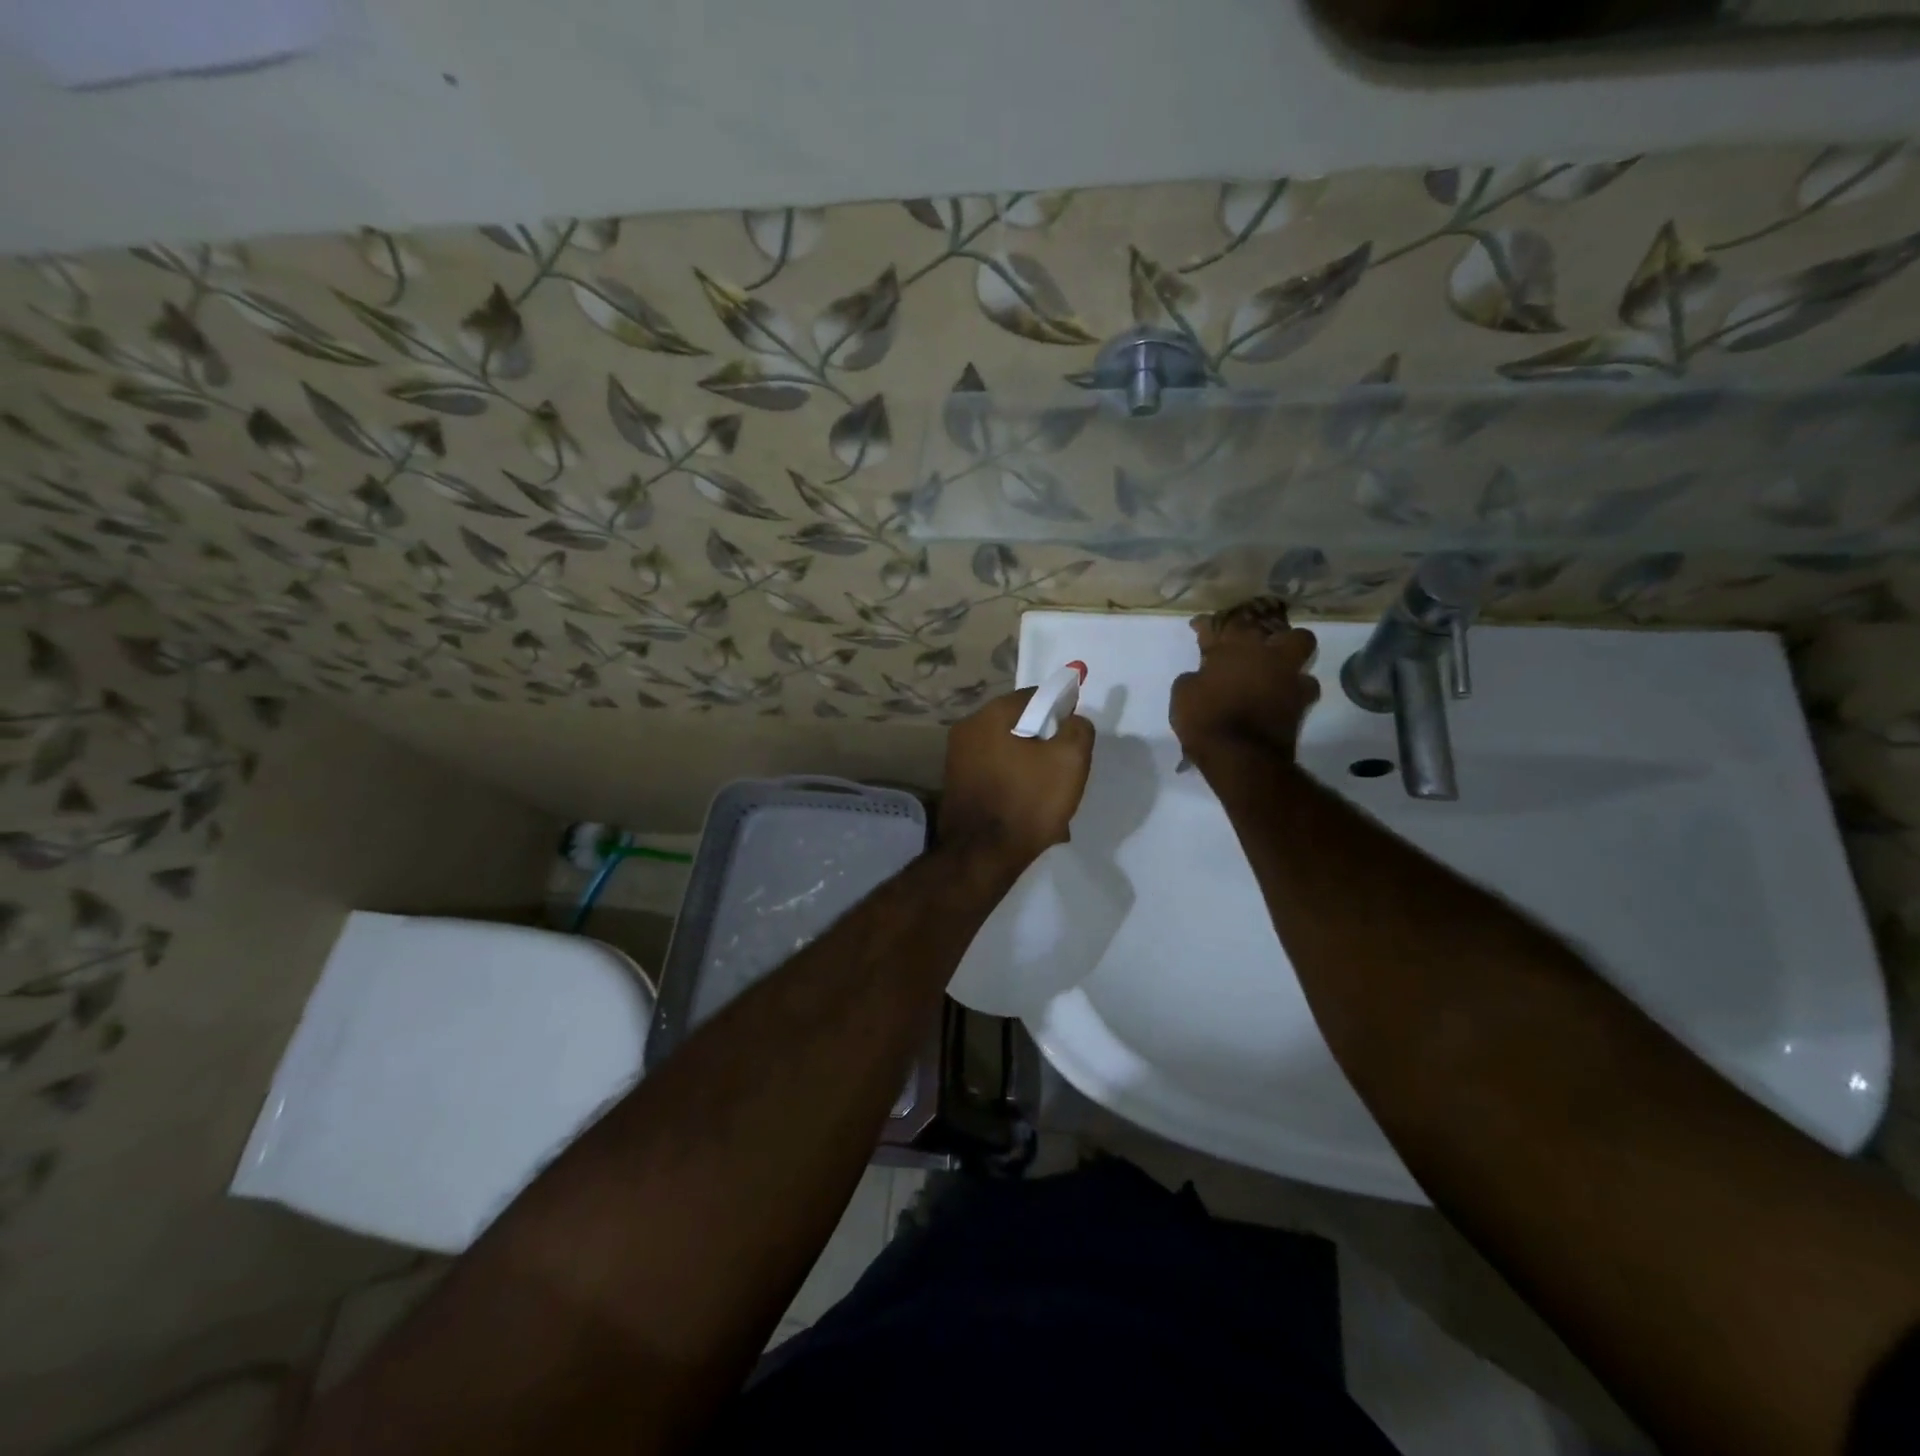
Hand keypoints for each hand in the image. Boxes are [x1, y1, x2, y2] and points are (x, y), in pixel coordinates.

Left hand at [940, 688, 1094, 865]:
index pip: (1035, 696)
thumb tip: (1072, 720)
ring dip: (1030, 768)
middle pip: (1019, 725)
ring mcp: (956, 759)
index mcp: (991, 715)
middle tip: (1064, 770)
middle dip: (1044, 744)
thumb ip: (1078, 729)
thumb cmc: (1027, 801)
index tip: (1074, 737)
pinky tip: (1028, 810)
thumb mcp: (1070, 760)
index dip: (1060, 711)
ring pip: (1008, 753)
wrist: (982, 856)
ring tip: (1049, 797)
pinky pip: (994, 775)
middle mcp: (967, 729)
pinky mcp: (955, 786)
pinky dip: (1013, 785)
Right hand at [1170, 598, 1319, 763]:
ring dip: (1287, 662)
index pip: (1222, 622)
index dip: (1208, 623)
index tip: (1198, 626)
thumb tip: (1201, 675)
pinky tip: (1279, 700)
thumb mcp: (1183, 694)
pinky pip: (1303, 688)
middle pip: (1280, 627)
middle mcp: (1267, 654)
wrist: (1241, 756)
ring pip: (1301, 653)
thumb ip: (1194, 677)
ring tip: (1272, 674)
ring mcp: (1289, 677)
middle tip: (1255, 644)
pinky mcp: (1302, 703)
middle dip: (1270, 631)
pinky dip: (1292, 692)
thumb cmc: (1205, 718)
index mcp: (1234, 646)